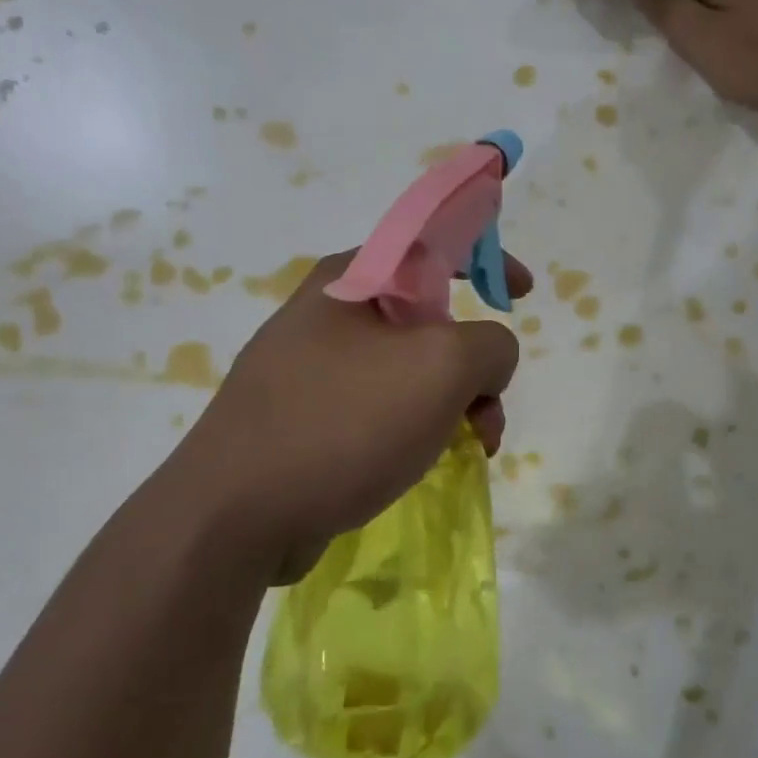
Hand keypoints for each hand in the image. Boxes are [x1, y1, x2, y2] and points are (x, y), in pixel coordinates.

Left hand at [176, 251, 532, 580]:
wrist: (235, 515)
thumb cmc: (344, 422)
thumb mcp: (442, 367)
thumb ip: (490, 345)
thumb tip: (486, 362)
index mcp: (351, 279)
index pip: (431, 242)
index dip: (486, 258)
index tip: (522, 294)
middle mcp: (327, 316)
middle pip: (427, 320)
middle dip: (473, 363)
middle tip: (490, 407)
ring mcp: (309, 370)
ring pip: (406, 372)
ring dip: (451, 404)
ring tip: (472, 447)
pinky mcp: (303, 420)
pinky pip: (378, 409)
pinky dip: (414, 428)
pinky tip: (424, 464)